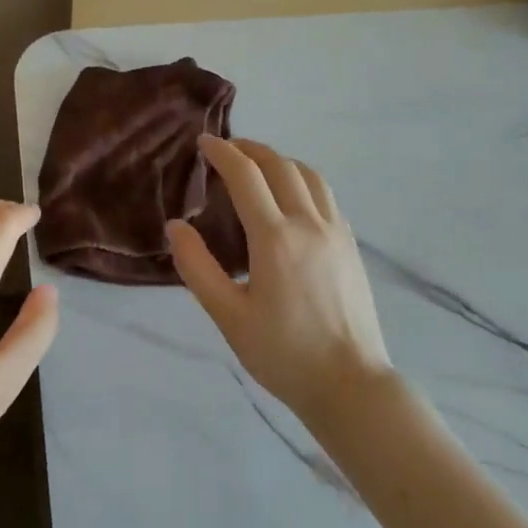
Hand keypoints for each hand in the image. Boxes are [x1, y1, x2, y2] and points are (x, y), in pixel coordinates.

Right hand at [167, 137, 393, 428]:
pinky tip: (291, 197)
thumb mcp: (228, 316)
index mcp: (275, 238)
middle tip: (226, 149)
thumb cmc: (283, 353)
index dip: (223, 153)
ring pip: (309, 175)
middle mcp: (309, 224)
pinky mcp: (351, 246)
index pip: (246, 176)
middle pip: (280, 166)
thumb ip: (198, 268)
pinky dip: (302, 180)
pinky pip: (326, 195)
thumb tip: (176, 227)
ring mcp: (336, 232)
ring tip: (258, 166)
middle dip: (251, 149)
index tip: (204, 143)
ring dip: (280, 160)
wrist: (350, 384)